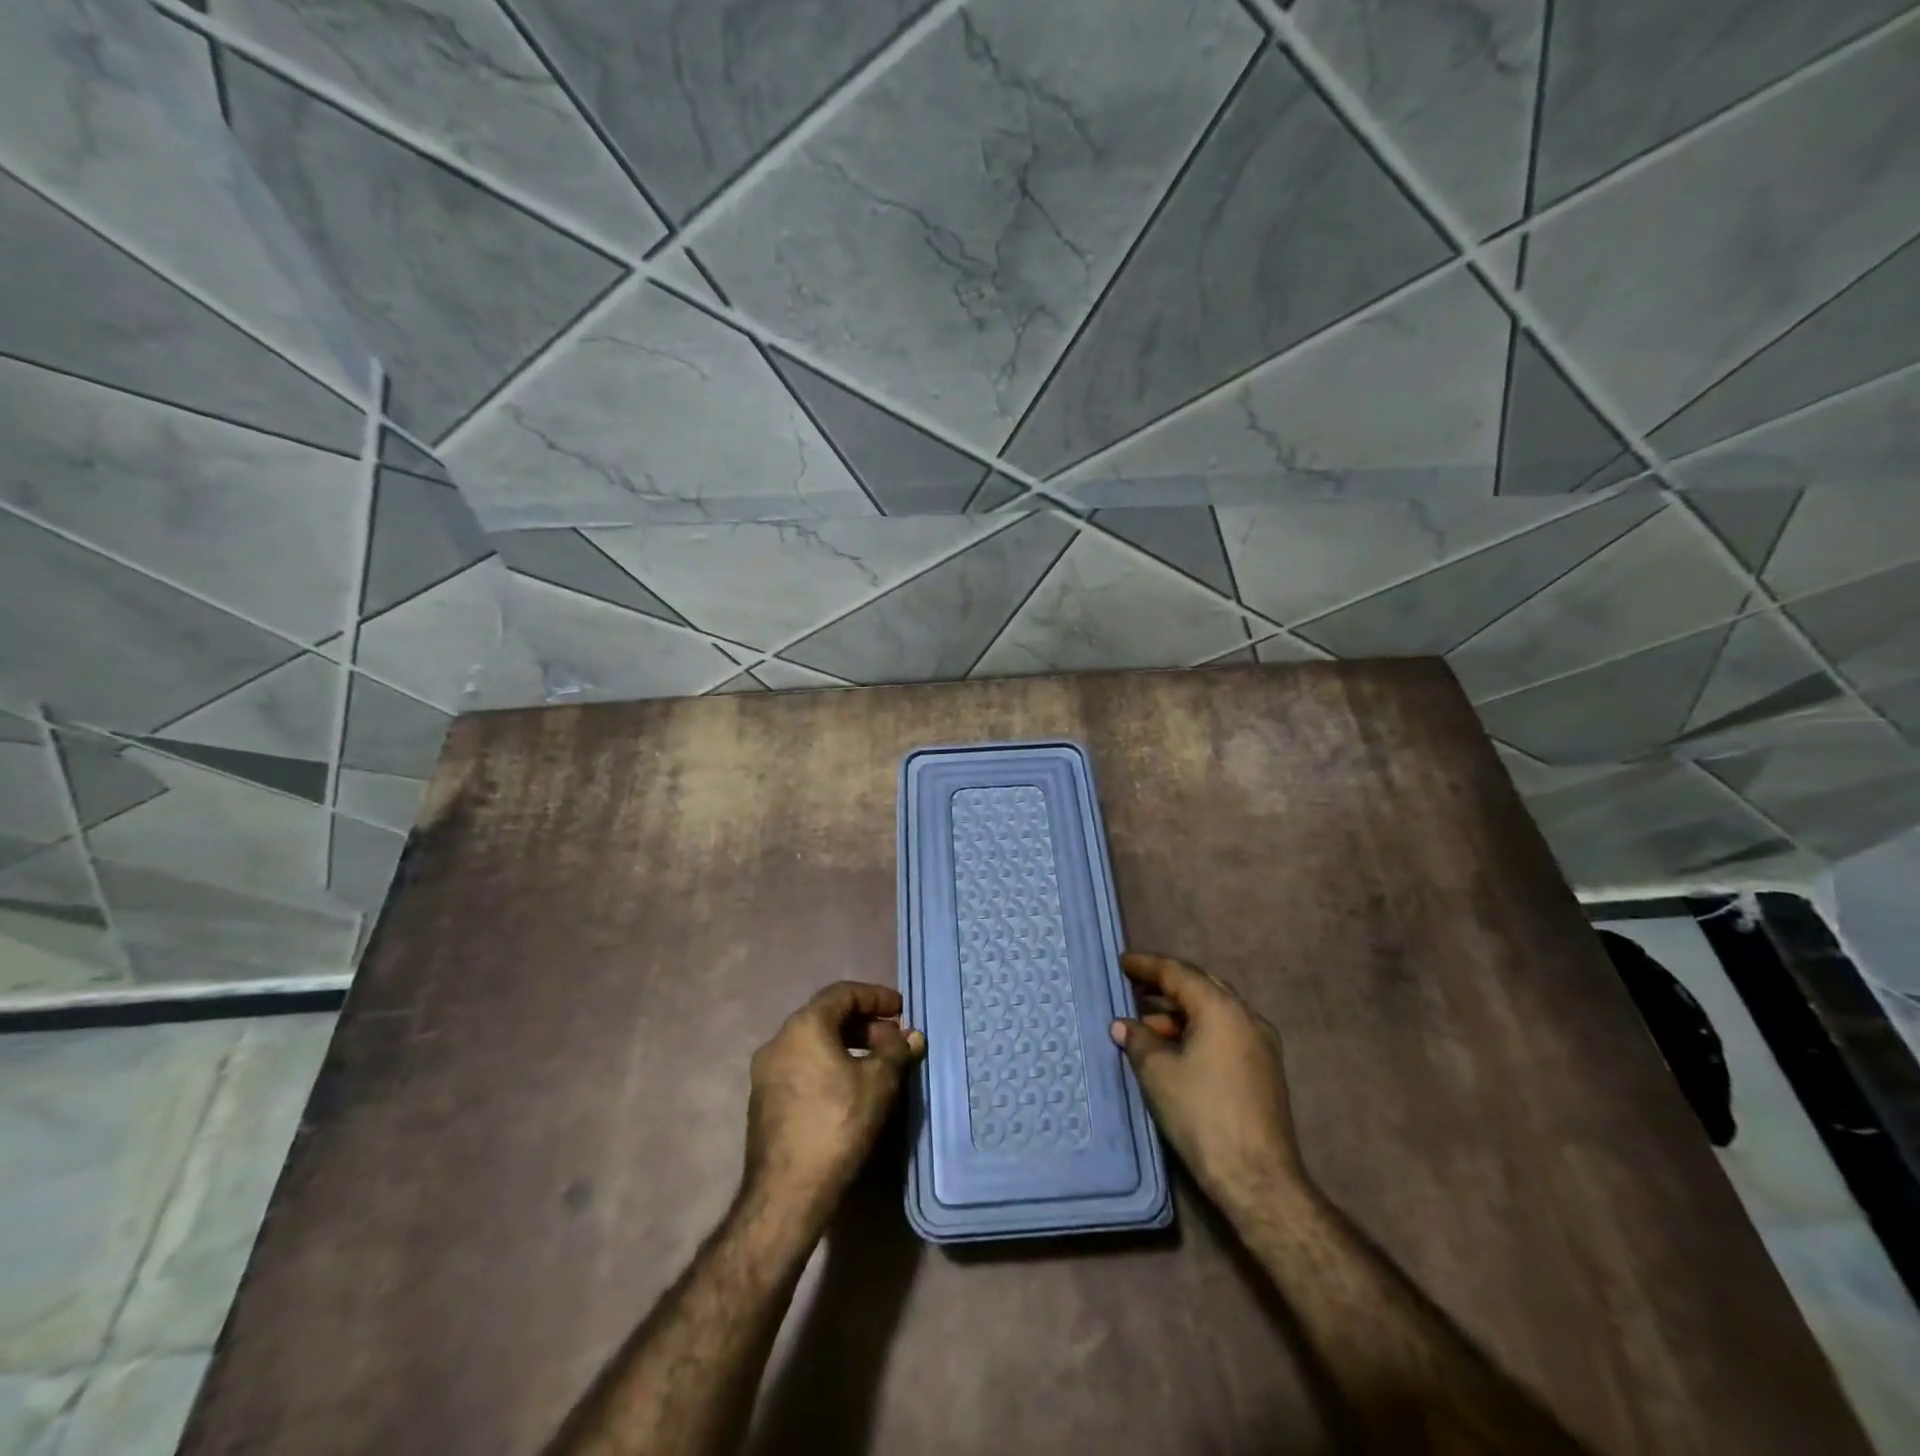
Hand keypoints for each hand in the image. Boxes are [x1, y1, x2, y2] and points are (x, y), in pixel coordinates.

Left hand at [743, 982, 924, 1220]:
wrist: (786, 1194)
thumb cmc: (836, 1125)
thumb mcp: (878, 1083)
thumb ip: (897, 1052)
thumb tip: (912, 1036)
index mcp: (803, 1026)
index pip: (843, 993)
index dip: (876, 997)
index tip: (901, 1010)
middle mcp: (779, 1041)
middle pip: (826, 1017)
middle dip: (864, 1025)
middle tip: (894, 1042)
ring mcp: (766, 1072)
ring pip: (813, 1044)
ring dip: (847, 1046)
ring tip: (877, 1066)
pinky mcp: (764, 1101)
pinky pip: (802, 1067)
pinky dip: (829, 1066)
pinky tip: (850, 1089)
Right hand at [1111, 953, 1305, 1211]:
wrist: (1259, 1178)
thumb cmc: (1202, 1116)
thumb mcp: (1158, 1074)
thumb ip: (1138, 1040)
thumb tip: (1123, 1025)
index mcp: (1221, 1009)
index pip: (1178, 973)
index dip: (1147, 966)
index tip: (1122, 963)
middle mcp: (1246, 1016)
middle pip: (1201, 986)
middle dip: (1166, 984)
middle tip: (1135, 985)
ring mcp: (1261, 1043)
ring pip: (1214, 1011)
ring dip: (1180, 1012)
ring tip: (1147, 1026)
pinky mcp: (1264, 1068)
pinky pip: (1225, 1032)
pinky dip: (1198, 1030)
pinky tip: (1175, 1049)